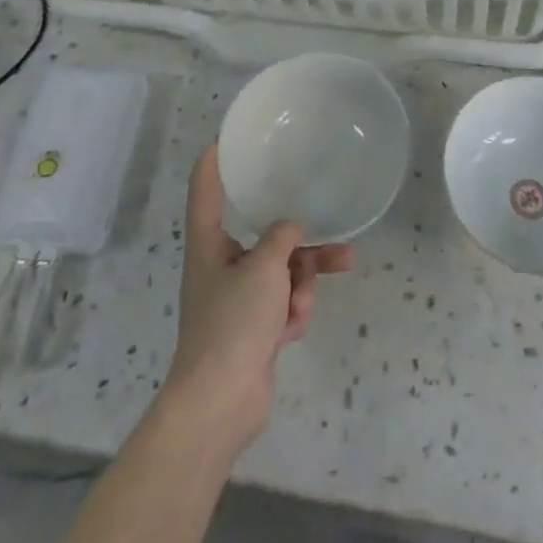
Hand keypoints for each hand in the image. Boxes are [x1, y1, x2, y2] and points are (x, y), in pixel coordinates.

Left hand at [164, 145, 354, 457]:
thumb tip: (291, 229)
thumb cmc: (232, 323)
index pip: (206, 192)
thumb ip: (282, 238)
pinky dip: (294, 312)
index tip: (224, 139)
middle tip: (335, 233)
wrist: (220, 403)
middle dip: (301, 241)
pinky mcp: (254, 330)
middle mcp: (221, 266)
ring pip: (283, 271)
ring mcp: (238, 300)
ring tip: (329, 281)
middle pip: (264, 236)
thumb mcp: (263, 268)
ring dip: (305, 280)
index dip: (214, 164)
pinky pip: (284, 304)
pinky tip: (293, 330)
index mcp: (209, 245)